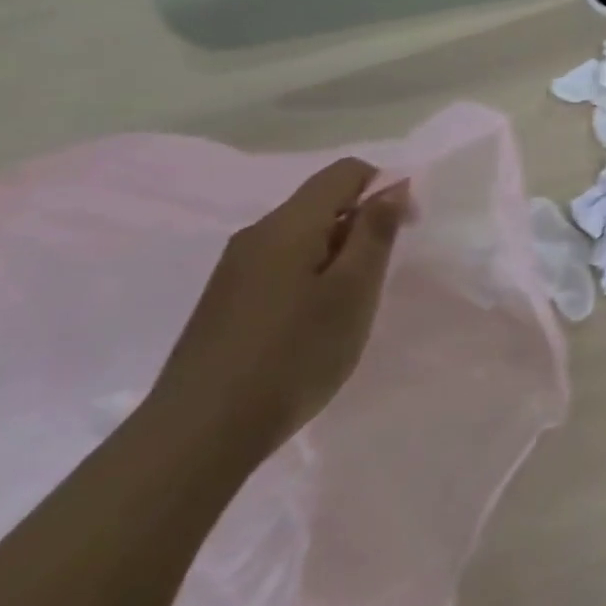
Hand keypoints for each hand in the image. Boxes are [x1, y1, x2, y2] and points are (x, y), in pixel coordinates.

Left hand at [148, 159, 410, 459]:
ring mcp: (235, 269)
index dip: (385, 187)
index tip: (405, 230)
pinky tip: (313, 325)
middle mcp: (256, 235)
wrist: (200, 433)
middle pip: (321, 202)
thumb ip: (374, 233)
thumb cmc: (293, 355)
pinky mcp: (226, 301)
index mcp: (288, 225)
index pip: (345, 172)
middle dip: (362, 225)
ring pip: (302, 237)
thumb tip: (393, 185)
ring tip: (349, 306)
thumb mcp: (352, 292)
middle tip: (380, 278)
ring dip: (338, 254)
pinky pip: (281, 266)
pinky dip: (312, 277)